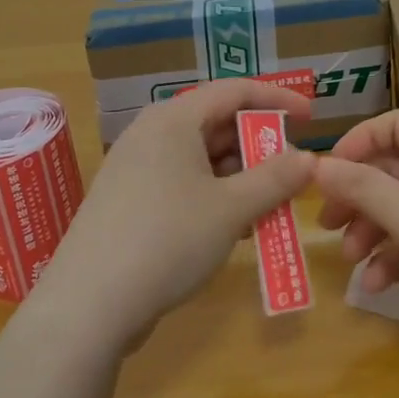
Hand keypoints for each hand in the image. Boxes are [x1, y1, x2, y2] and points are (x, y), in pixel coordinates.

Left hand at [32, 79, 316, 348]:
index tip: (311, 118)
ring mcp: (135, 168)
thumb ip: (275, 178)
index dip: (277, 99)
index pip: (235, 90)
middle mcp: (152, 133)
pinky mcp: (128, 201)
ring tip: (269, 208)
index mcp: (174, 119)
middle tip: (291, 175)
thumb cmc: (167, 240)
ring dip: (240, 178)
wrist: (87, 307)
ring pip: (201, 158)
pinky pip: (183, 183)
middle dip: (259, 148)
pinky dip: (214, 196)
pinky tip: (234, 229)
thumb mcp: (232, 209)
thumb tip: (309, 158)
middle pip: (217, 123)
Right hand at [316, 110, 398, 351]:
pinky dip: (394, 260)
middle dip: (359, 196)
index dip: (359, 142)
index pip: (396, 126)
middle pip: (395, 171)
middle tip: (327, 225)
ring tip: (352, 261)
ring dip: (372, 232)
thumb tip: (318, 164)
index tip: (327, 173)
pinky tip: (377, 286)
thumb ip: (363, 188)